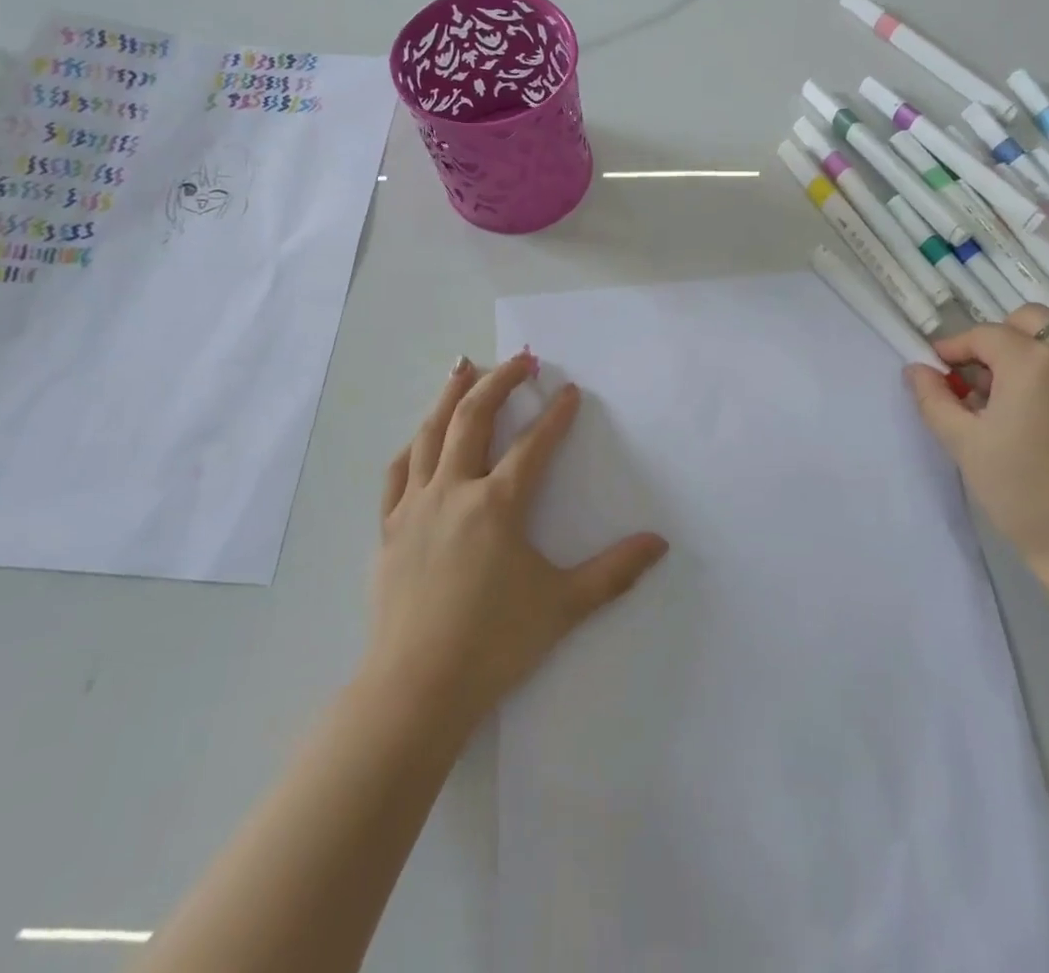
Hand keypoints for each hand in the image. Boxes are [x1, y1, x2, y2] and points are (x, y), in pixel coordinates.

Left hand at [366, 352, 669, 732]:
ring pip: (431, 433)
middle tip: (521, 359)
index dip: (556, 414)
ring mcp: (416, 506)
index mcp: (498, 504)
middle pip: (475, 418)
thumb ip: (614, 571)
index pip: (534, 444)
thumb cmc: (494, 644)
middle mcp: (455, 490)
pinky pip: (399, 472)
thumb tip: (660, 543)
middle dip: (500, 381)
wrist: (415, 689)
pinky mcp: (389, 528)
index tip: (570, 391)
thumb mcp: (564, 605)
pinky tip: (421, 434)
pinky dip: (414, 444)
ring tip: (463, 366)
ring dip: (450, 395)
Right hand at [904, 305, 1048, 585]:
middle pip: (1030, 320)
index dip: (956, 348)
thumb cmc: (1022, 494)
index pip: (984, 335)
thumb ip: (934, 398)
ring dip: (1043, 347)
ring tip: (1030, 388)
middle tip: (986, 379)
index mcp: (1031, 362)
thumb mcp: (964, 444)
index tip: (941, 368)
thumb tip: (917, 368)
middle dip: (1000, 339)